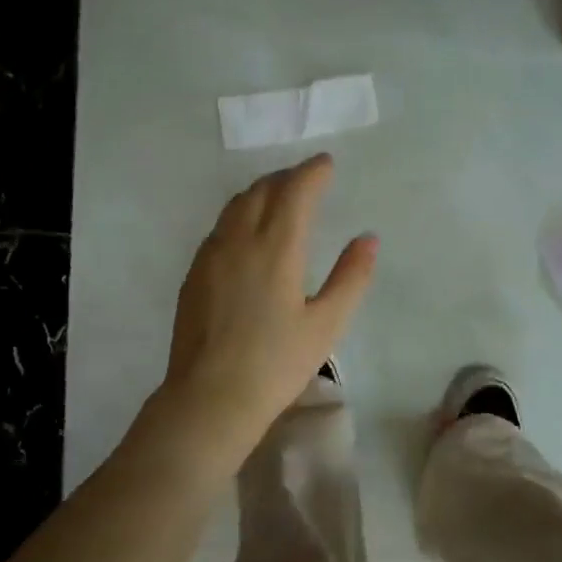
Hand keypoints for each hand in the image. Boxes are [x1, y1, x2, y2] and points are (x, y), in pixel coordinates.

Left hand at [156, 154, 376, 469]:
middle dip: (287, 177)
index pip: (295, 191)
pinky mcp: (194, 274)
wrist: (210, 398)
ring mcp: (210, 256)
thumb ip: (351, 277)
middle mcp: (239, 240)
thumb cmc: (276, 364)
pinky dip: (240, 215)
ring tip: (279, 197)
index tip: (327, 164)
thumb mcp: (327, 324)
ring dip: (260, 192)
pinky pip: (220, 228)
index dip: (313, 171)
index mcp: (276, 248)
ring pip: (235, 206)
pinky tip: (248, 233)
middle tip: (307, 179)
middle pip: (261, 190)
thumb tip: (368, 239)